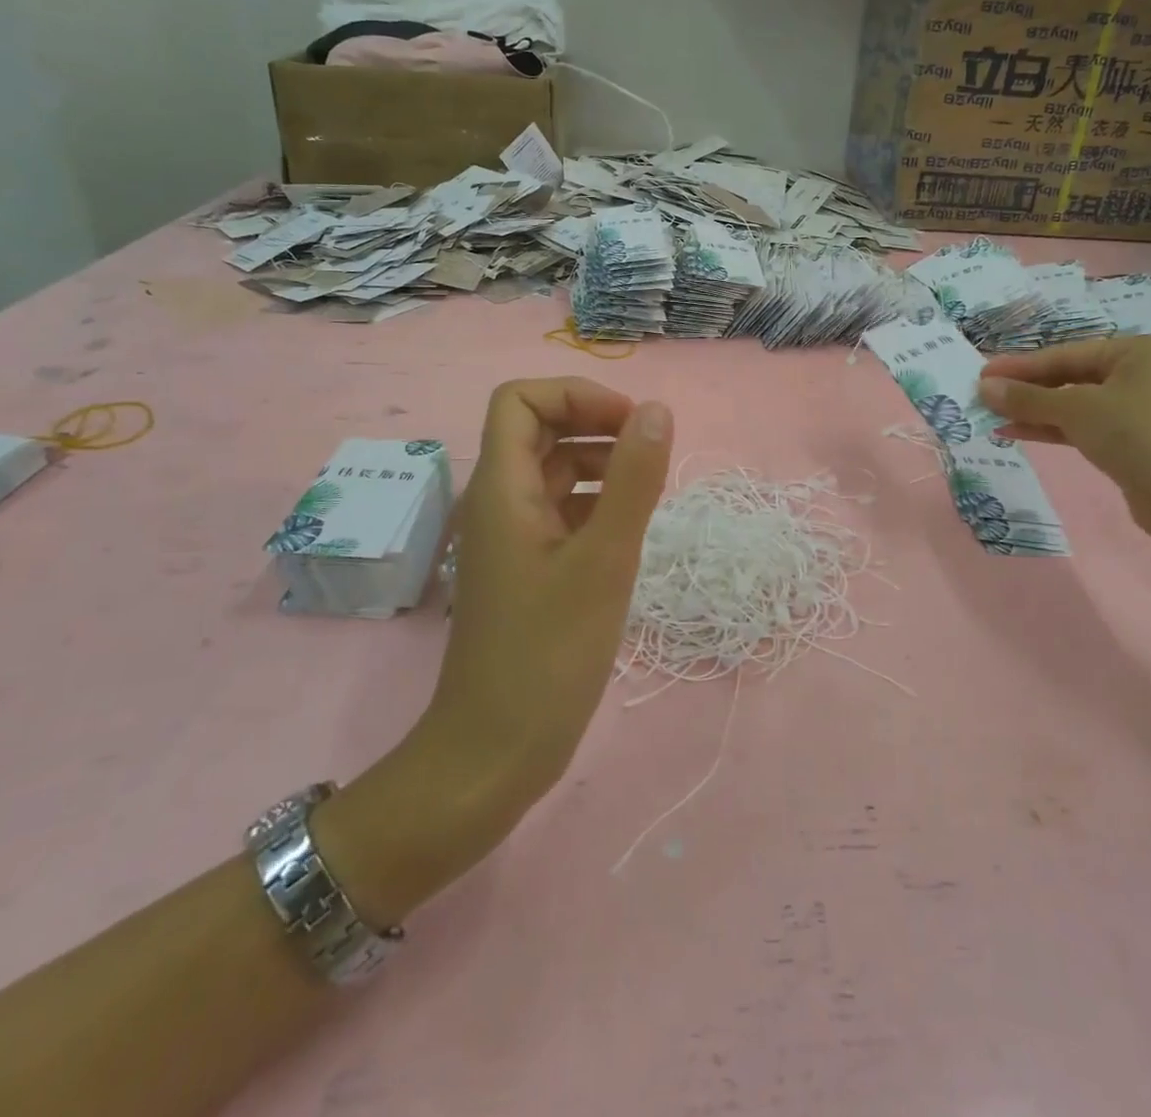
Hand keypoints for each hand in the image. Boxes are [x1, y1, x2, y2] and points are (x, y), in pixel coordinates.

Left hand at [427, 377, 672, 801]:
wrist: (494, 755)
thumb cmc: (547, 656)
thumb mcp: (603, 561)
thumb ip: (633, 480)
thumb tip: (656, 409)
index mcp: (503, 488)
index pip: (521, 400)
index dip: (575, 396)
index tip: (630, 425)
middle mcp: (500, 503)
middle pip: (541, 431)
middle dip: (596, 427)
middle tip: (650, 455)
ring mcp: (513, 538)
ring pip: (555, 474)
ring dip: (602, 467)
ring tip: (649, 495)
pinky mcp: (528, 571)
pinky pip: (563, 514)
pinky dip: (597, 506)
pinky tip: (629, 534)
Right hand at [977, 337, 1150, 522]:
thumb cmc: (1137, 437)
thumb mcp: (1076, 410)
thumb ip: (1027, 397)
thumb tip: (983, 387)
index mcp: (1136, 350)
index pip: (1064, 353)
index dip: (1019, 365)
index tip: (980, 372)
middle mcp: (1139, 373)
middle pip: (1068, 376)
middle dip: (1024, 389)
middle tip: (982, 395)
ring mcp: (1136, 408)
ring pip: (1072, 403)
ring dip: (1032, 410)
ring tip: (990, 415)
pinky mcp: (1130, 440)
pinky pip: (1081, 425)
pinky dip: (1050, 428)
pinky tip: (1014, 432)